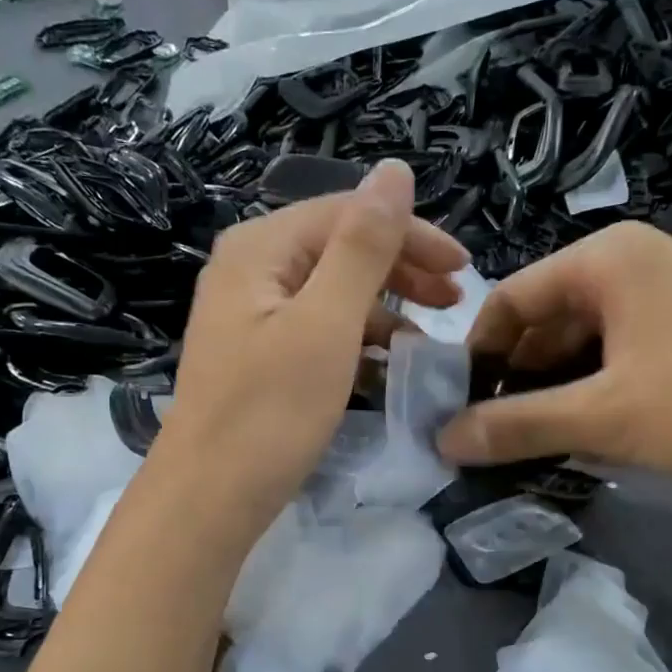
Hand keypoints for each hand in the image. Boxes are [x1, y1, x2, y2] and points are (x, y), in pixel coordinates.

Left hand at [159, 159, 467, 527]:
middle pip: (337, 249)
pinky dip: (355, 343)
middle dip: (401, 270)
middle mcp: (248, 271)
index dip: (411, 235)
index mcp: (259, 249)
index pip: (347, 214)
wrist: (208, 500)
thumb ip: (362, 247)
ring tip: (428, 341)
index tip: (464, 271)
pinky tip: (385, 366)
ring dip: (383, 310)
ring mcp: (248, 317)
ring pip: (329, 294)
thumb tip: (394, 170)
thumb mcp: (326, 324)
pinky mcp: (256, 359)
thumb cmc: (269, 413)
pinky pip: (316, 332)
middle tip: (454, 302)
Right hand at [436, 221, 671, 495]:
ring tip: (543, 443)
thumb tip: (443, 440)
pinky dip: (602, 391)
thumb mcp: (606, 417)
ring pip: (589, 342)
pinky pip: (628, 355)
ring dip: (560, 391)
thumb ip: (517, 426)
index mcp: (607, 260)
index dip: (476, 354)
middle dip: (519, 378)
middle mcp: (640, 263)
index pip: (510, 298)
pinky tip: (600, 434)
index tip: (458, 408)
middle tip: (498, 435)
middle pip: (549, 320)